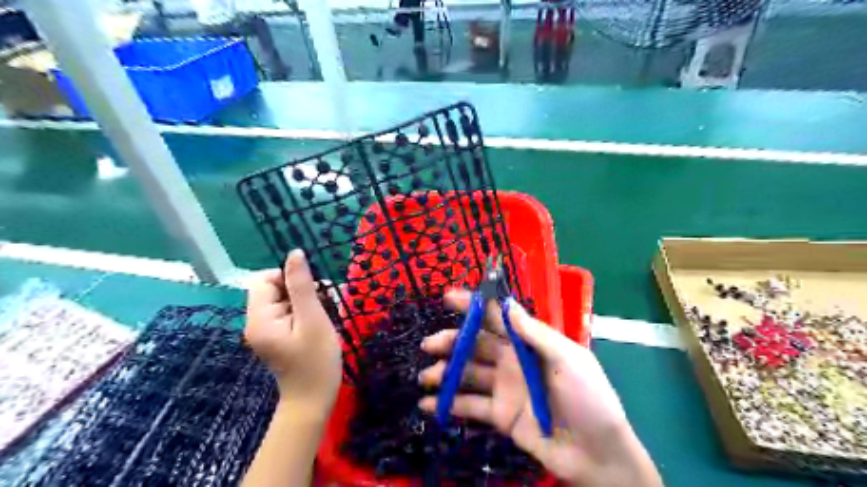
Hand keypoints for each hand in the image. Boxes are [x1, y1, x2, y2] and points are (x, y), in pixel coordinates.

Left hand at [245, 252, 343, 413]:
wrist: (313, 401)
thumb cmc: (316, 360)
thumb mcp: (312, 319)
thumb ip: (302, 285)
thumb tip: (295, 253)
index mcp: (259, 318)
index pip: (265, 280)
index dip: (289, 277)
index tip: (313, 290)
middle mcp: (256, 323)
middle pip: (273, 289)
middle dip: (300, 290)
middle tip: (324, 303)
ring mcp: (266, 331)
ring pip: (283, 300)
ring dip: (305, 301)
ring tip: (324, 315)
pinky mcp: (276, 337)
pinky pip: (287, 313)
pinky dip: (304, 312)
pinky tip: (318, 323)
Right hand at [416, 290, 660, 484]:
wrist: (598, 454)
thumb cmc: (589, 398)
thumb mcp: (568, 359)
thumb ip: (535, 333)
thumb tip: (508, 303)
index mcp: (530, 343)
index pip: (497, 317)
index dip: (474, 306)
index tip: (448, 298)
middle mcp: (513, 361)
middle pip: (476, 344)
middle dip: (452, 341)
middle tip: (429, 344)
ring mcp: (505, 388)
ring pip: (469, 374)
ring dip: (445, 373)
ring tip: (425, 377)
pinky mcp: (501, 415)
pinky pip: (471, 406)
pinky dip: (450, 404)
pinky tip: (429, 404)